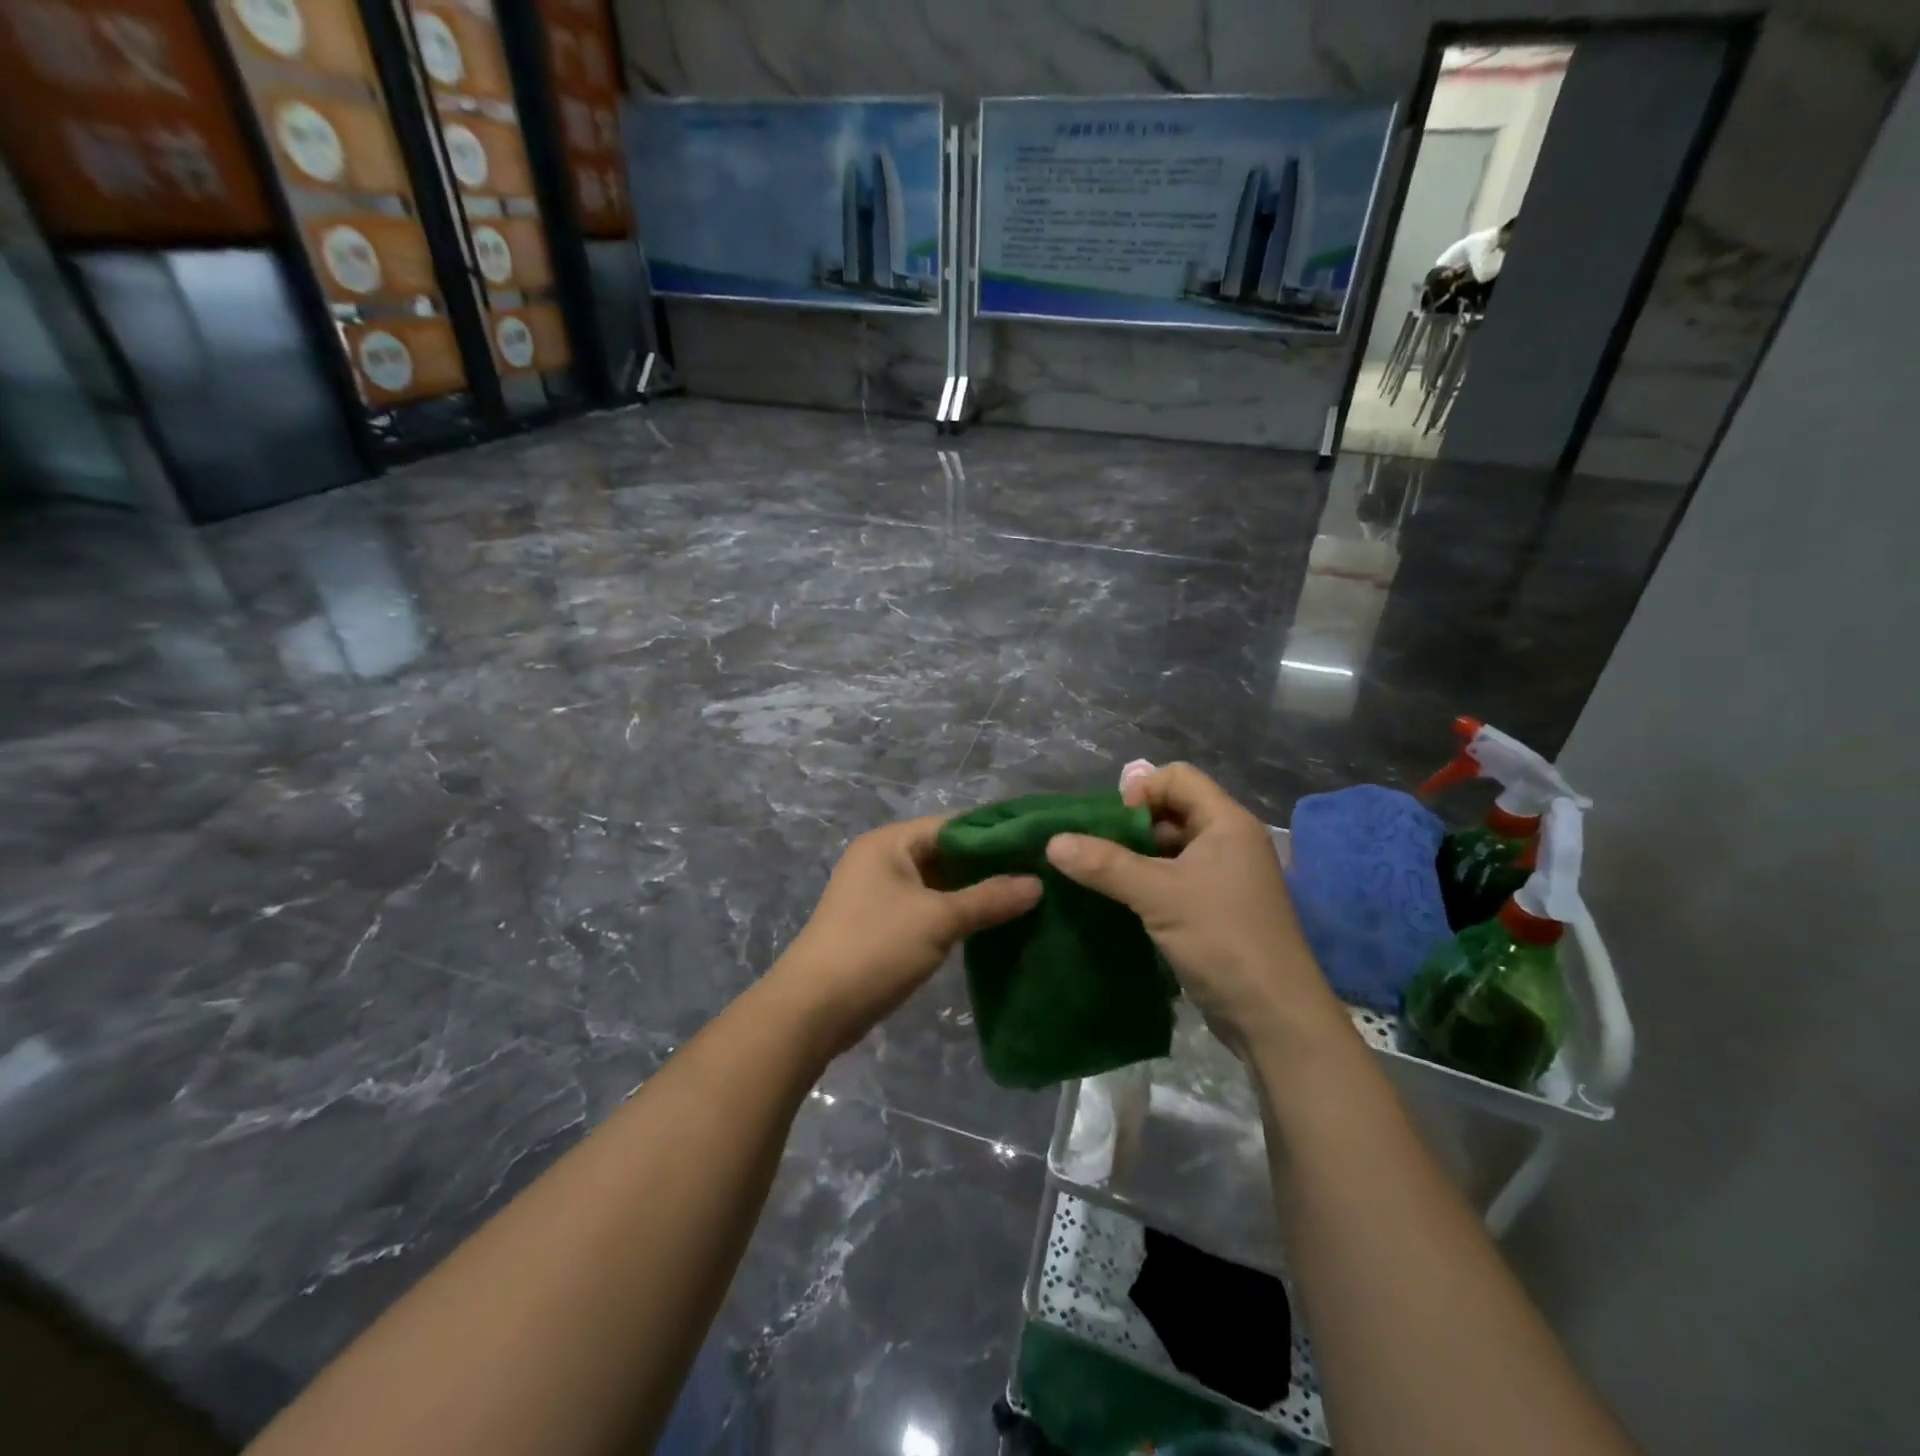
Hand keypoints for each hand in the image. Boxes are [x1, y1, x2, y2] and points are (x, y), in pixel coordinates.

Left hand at [769, 816, 1041, 1059]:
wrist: (813, 1009)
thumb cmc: (875, 948)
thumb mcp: (938, 920)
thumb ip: (989, 898)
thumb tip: (1037, 883)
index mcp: (890, 842)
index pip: (952, 824)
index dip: (995, 833)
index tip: (1037, 845)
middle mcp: (882, 859)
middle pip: (945, 852)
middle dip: (987, 865)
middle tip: (1038, 874)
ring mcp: (879, 893)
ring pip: (937, 882)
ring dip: (973, 891)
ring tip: (1024, 898)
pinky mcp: (880, 924)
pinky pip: (927, 907)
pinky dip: (955, 912)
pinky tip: (989, 924)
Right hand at [1044, 764, 1348, 1054]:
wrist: (1274, 1018)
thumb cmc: (1223, 940)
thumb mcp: (1159, 896)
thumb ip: (1105, 865)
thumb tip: (1053, 841)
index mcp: (1226, 823)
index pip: (1177, 778)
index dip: (1140, 792)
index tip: (1110, 826)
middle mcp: (1229, 842)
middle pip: (1171, 811)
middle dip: (1129, 827)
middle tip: (1094, 851)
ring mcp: (1224, 878)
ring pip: (1170, 849)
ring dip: (1133, 858)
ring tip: (1096, 877)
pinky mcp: (1216, 909)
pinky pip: (1174, 880)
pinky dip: (1145, 884)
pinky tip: (1117, 902)